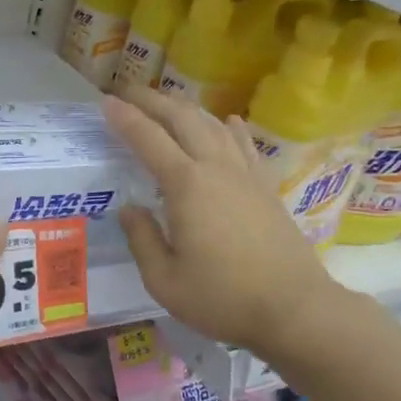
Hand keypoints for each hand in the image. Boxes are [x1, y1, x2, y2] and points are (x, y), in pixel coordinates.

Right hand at [102, 88, 342, 355]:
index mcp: (186, 185)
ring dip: (187, 108)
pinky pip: (245, 144)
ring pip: (213, 124)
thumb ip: (142, 240)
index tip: (105, 101)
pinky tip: (228, 121)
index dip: (124, 117)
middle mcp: (215, 167)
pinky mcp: (266, 186)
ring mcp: (245, 174)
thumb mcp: (164, 280)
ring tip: (167, 104)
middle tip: (128, 92)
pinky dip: (231, 127)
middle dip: (152, 100)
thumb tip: (130, 209)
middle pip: (182, 118)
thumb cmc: (223, 298)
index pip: (148, 139)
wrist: (295, 308)